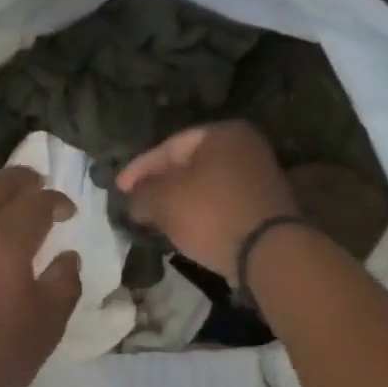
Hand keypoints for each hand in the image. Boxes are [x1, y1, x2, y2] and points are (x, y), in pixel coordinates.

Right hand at [115, 121, 296, 284]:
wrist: (269, 253)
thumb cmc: (212, 214)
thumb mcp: (163, 201)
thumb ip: (141, 194)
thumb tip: (134, 199)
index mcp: (222, 133)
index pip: (168, 147)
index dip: (138, 169)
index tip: (118, 190)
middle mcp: (245, 147)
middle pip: (188, 165)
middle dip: (159, 185)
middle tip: (135, 203)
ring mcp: (259, 177)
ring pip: (204, 186)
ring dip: (179, 202)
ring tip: (154, 219)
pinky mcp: (264, 206)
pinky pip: (220, 204)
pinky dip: (199, 214)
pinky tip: (184, 229)